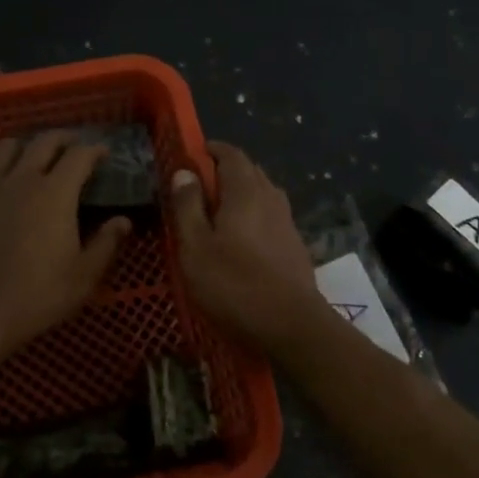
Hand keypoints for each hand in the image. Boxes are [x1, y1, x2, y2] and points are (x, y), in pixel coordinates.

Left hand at [0, 131, 130, 359]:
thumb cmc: (36, 296)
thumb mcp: (83, 277)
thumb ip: (106, 244)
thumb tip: (123, 221)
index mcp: (55, 193)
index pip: (79, 155)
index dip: (95, 149)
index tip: (105, 153)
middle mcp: (22, 180)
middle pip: (44, 141)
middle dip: (63, 138)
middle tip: (75, 145)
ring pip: (6, 147)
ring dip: (25, 144)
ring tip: (35, 155)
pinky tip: (0, 181)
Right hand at [169, 141, 320, 347]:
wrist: (291, 326)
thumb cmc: (234, 284)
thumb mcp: (195, 247)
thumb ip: (187, 206)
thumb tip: (184, 172)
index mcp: (245, 191)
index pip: (231, 154)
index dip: (211, 150)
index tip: (192, 155)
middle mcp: (270, 198)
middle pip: (249, 171)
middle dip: (224, 171)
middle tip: (198, 187)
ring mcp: (287, 222)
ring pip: (261, 194)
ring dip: (240, 194)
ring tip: (216, 214)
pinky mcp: (294, 245)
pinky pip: (269, 216)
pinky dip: (252, 215)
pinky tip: (240, 240)